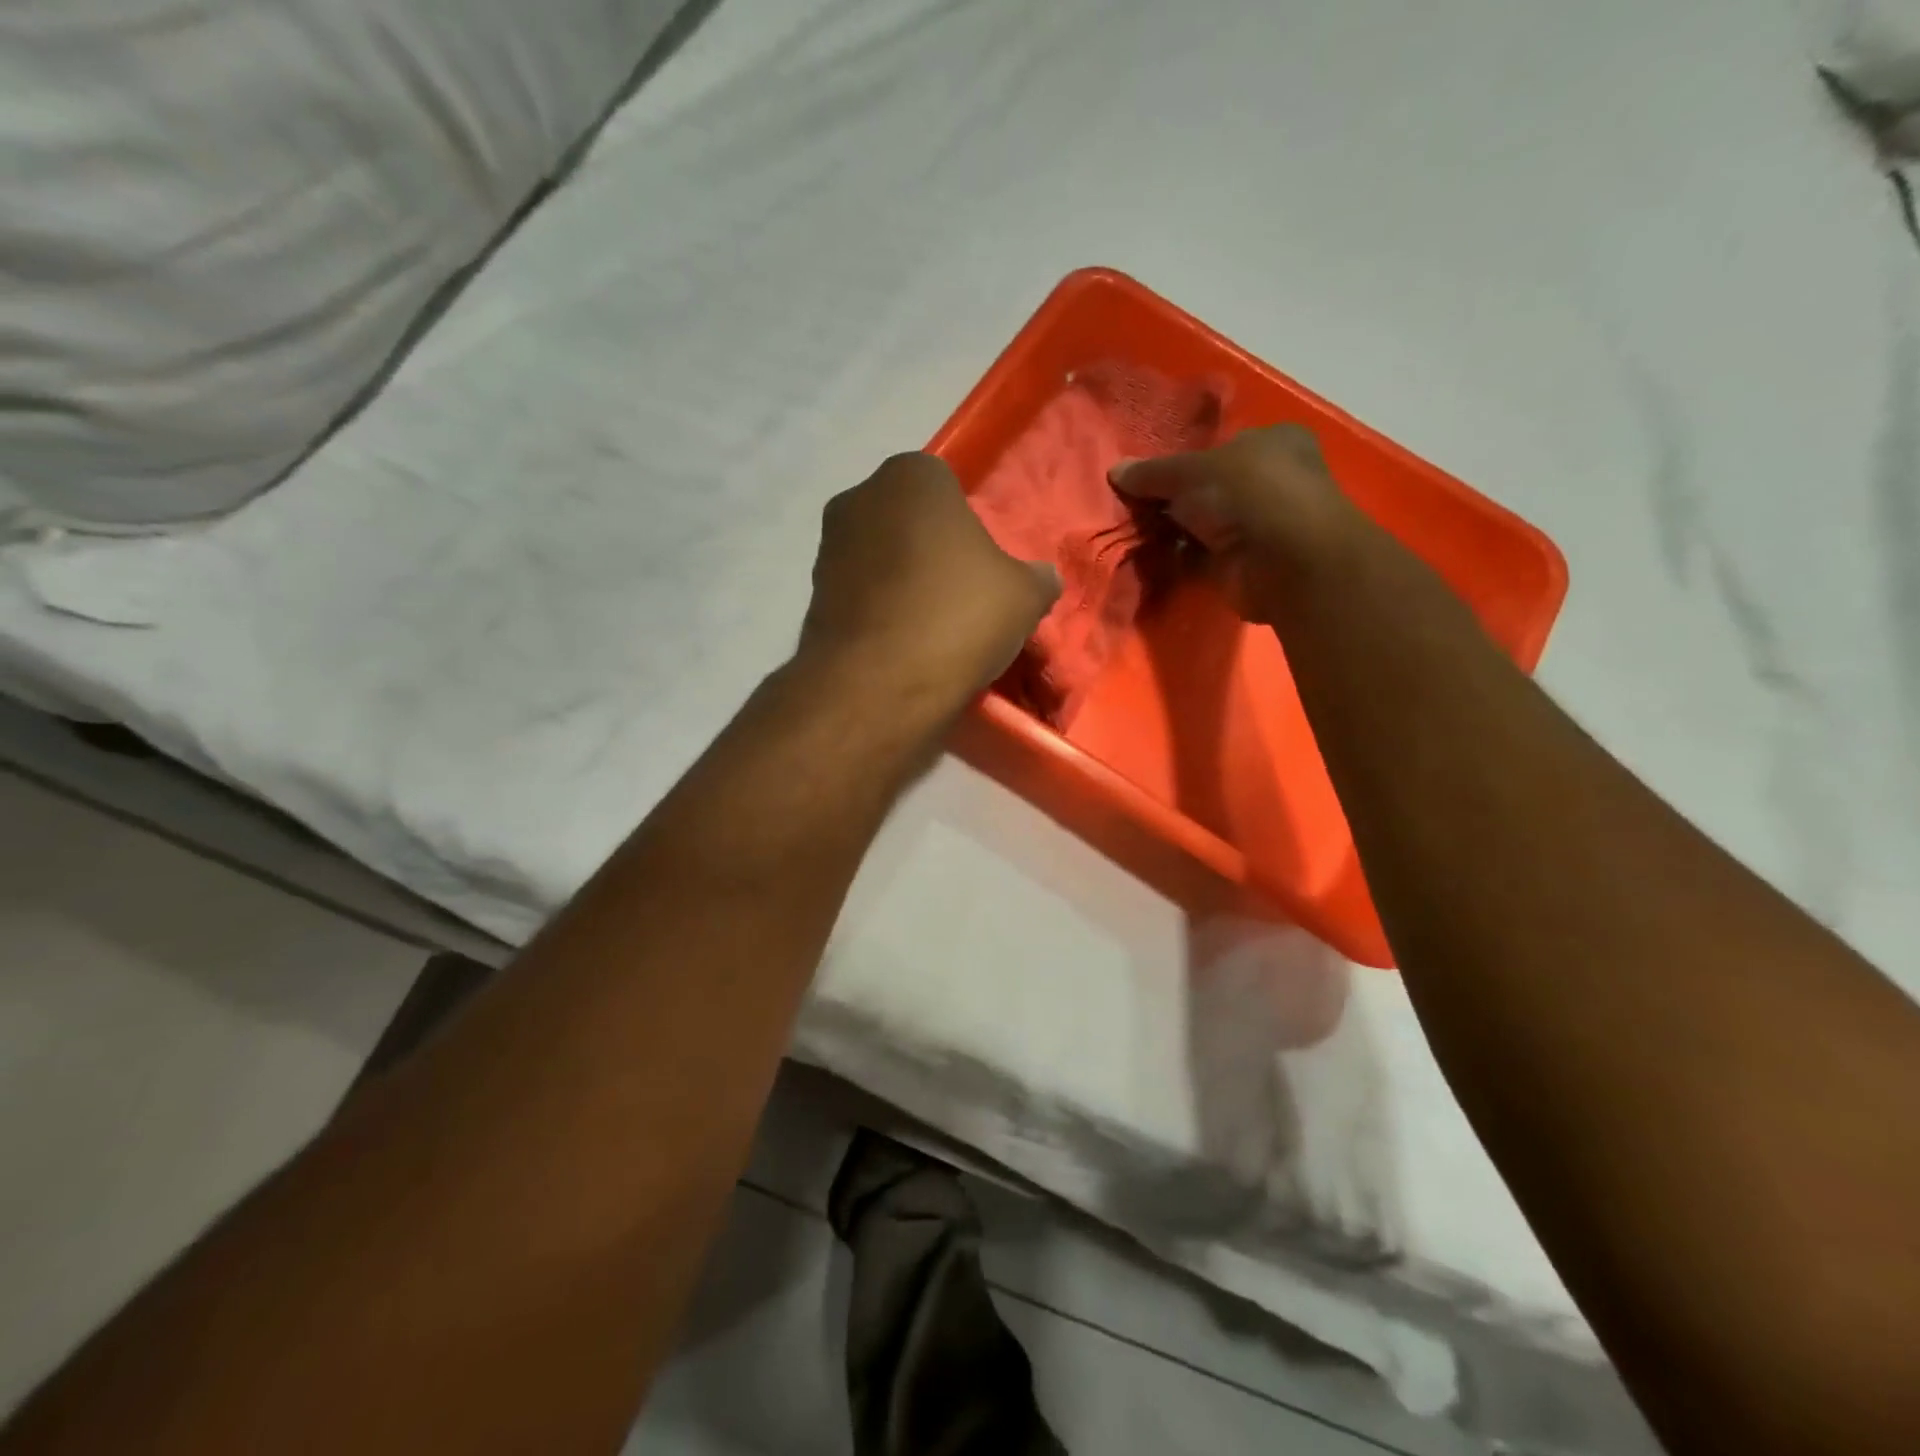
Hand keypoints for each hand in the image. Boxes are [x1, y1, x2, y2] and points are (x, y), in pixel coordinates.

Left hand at [798, 453, 1060, 713]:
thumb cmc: (957, 617)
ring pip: (882, 560)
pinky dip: (879, 614)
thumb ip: (1038, 577)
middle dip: (933, 553)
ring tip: (932, 631)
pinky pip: (861, 596)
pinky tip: (901, 647)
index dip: (969, 529)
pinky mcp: (811, 596)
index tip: (982, 570)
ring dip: (903, 585)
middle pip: (910, 523)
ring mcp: (828, 548)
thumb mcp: (1024, 596)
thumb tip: (1042, 578)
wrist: (876, 685)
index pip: (949, 488)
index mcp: (912, 475)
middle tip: (961, 599)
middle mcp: (859, 498)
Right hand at [1110, 424, 1369, 623]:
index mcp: (1271, 443)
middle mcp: (1268, 482)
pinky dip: (1175, 560)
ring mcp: (1256, 527)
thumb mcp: (1191, 471)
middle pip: (1206, 489)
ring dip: (1169, 532)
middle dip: (1169, 500)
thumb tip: (1115, 471)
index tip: (1144, 475)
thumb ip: (1152, 472)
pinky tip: (1144, 559)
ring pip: (1200, 526)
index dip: (1180, 460)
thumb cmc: (1248, 494)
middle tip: (1129, 506)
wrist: (1283, 563)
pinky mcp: (1242, 566)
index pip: (1218, 448)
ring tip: (1128, 532)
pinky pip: (1198, 559)